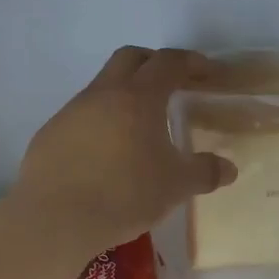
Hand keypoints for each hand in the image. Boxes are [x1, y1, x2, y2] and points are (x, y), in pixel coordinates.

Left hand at [13, 47, 237, 252]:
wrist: (56, 219)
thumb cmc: (125, 195)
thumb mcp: (176, 187)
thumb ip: (205, 172)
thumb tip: (228, 168)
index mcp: (138, 98)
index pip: (168, 63)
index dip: (191, 62)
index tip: (207, 72)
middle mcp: (102, 95)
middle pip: (130, 59)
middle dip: (154, 64)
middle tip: (173, 85)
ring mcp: (71, 113)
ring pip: (102, 88)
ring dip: (125, 95)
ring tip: (140, 128)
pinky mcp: (50, 135)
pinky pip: (81, 117)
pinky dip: (101, 123)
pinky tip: (107, 155)